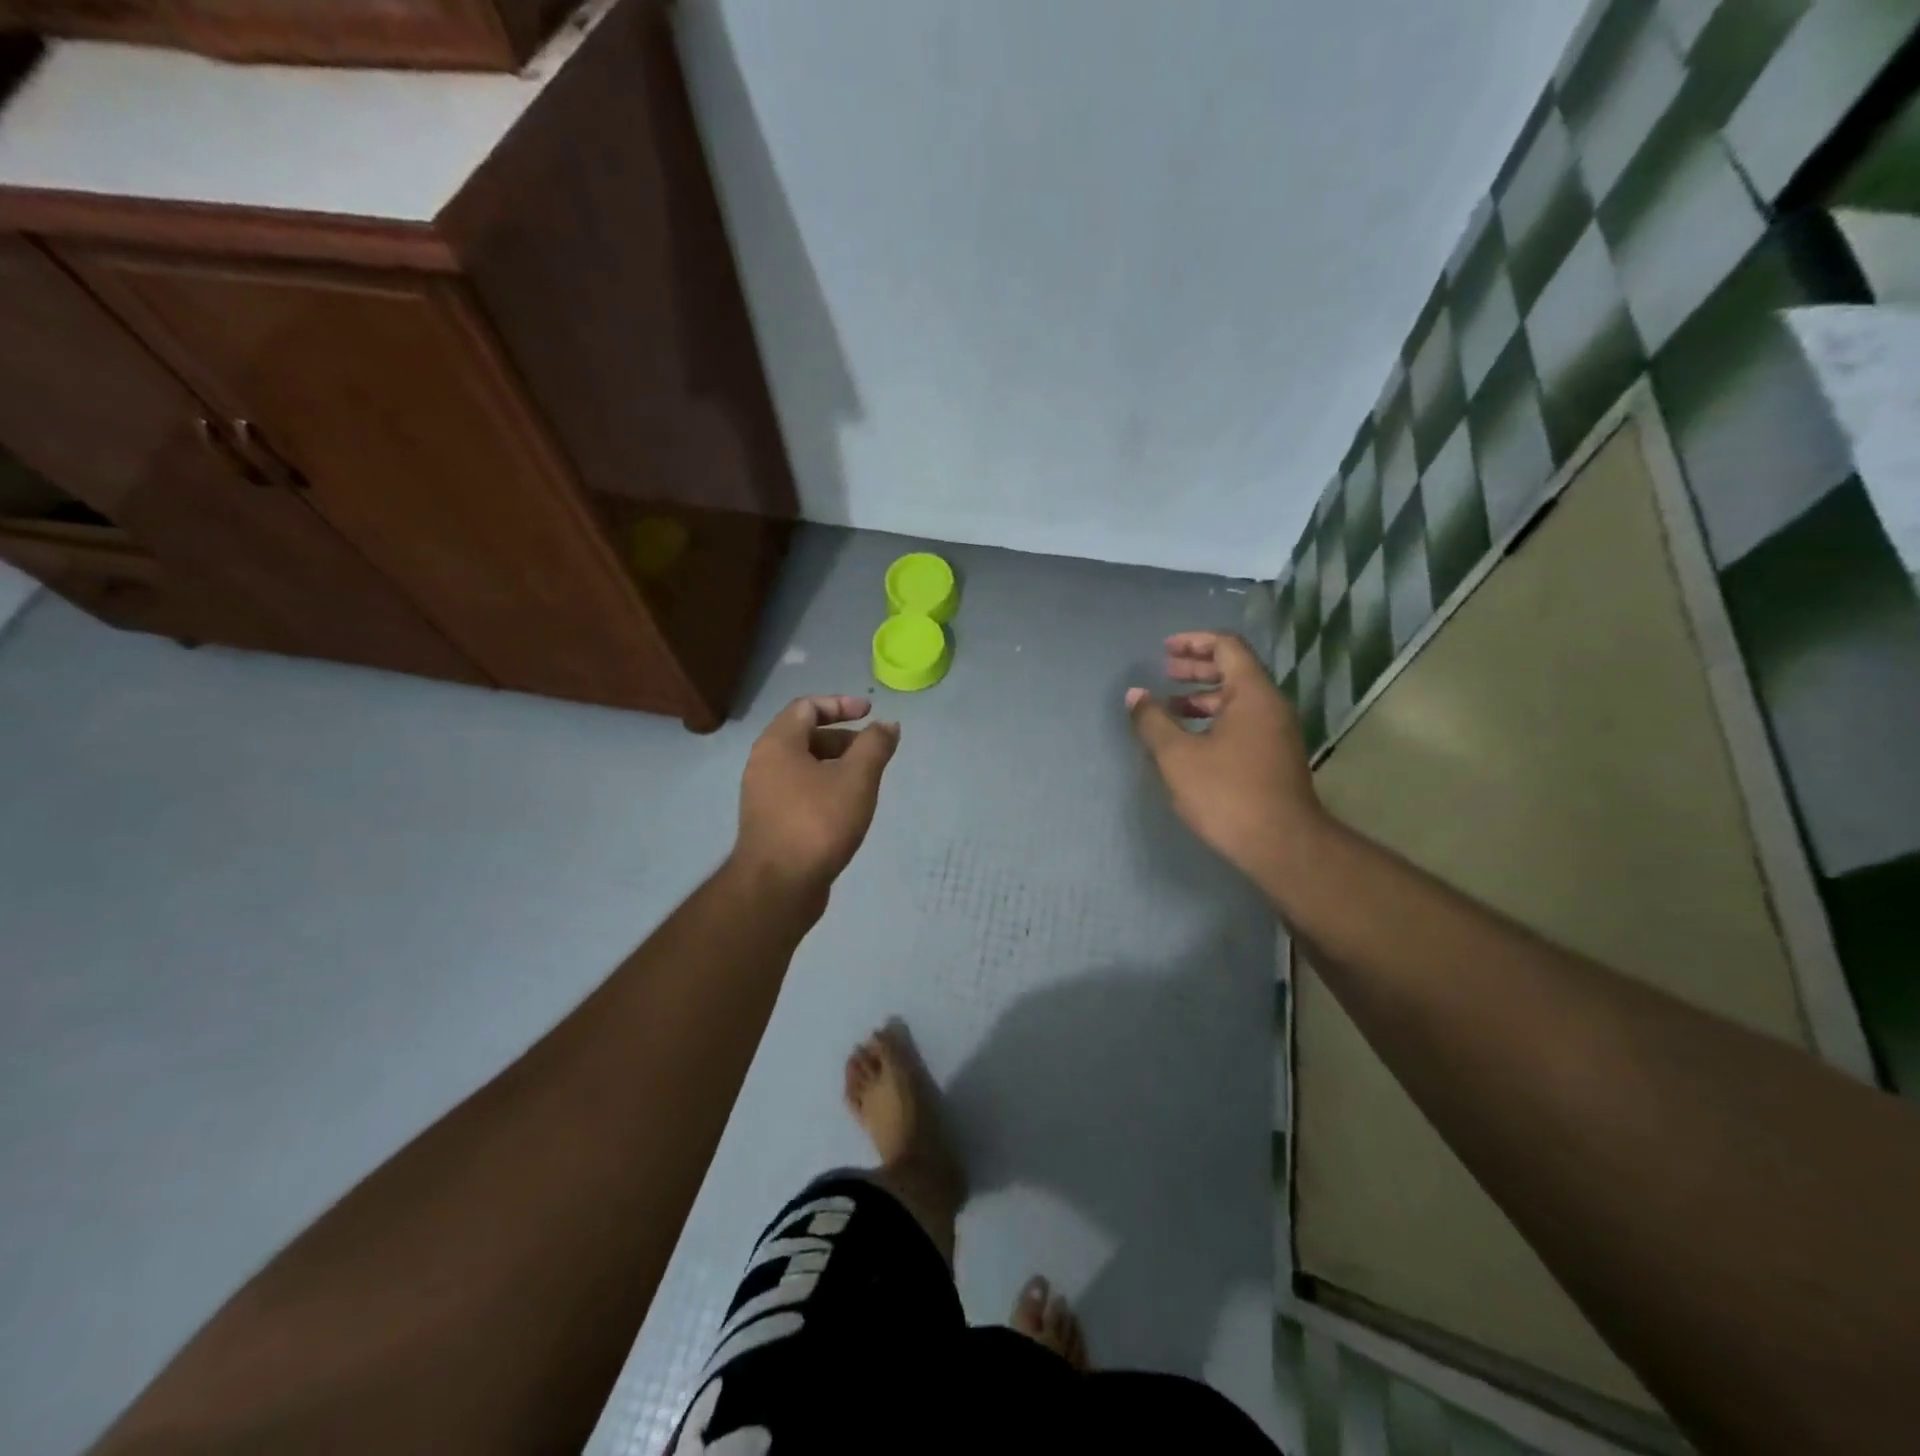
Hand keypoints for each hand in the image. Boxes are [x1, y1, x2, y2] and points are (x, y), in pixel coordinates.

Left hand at [734, 696, 899, 899]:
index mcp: (777, 744)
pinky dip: (825, 787)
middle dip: (843, 738)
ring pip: (803, 766)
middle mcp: (763, 763)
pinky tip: (847, 808)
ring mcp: (763, 795)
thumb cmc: (817, 822)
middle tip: (872, 751)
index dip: (841, 704)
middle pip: (804, 735)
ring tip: (865, 781)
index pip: (807, 707)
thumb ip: (875, 746)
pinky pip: (800, 790)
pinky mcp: (770, 822)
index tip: (870, 713)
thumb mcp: (856, 778)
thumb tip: (888, 725)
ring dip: (836, 765)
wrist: (778, 887)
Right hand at [1127, 632, 1325, 885]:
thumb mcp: (1178, 756)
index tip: (1165, 649)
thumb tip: (1135, 695)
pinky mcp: (1274, 757)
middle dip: (1197, 667)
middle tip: (1164, 672)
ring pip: (1238, 699)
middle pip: (1234, 670)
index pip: (1227, 646)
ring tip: (1170, 706)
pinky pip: (1242, 722)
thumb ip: (1153, 721)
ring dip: (1203, 696)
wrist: (1281, 845)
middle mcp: (1270, 706)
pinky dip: (1214, 719)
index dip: (1194, 642)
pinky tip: (1190, 740)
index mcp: (1252, 693)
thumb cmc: (1227, 793)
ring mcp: (1276, 733)